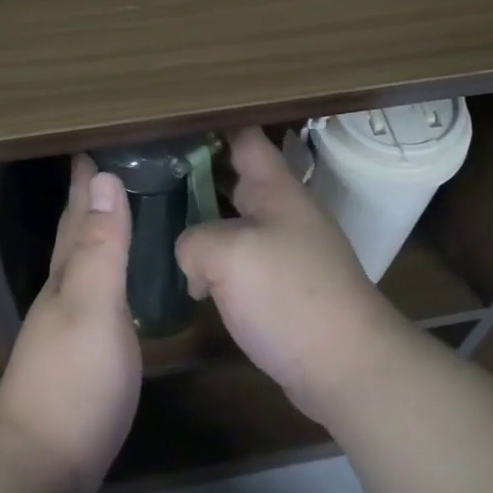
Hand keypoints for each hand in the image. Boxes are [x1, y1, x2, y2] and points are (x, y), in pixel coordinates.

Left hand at [0, 155, 140, 492]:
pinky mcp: (84, 354)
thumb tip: (104, 178)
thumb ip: (101, 246)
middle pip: (74, 235)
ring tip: (117, 211)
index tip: (93, 145)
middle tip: (106, 167)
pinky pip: (99, 293)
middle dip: (88, 200)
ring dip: (98, 233)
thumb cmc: (73, 378)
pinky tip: (120, 281)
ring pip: (85, 263)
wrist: (42, 461)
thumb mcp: (93, 304)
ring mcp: (71, 325)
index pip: (77, 214)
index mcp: (67, 274)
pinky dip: (109, 273)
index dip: (85, 181)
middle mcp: (64, 292)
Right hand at [176, 127, 409, 423]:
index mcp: (276, 189)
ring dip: (201, 223)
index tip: (167, 128)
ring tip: (155, 224)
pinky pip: (240, 261)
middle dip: (193, 176)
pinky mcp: (281, 287)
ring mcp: (284, 251)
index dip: (209, 126)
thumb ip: (194, 240)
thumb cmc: (289, 296)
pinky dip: (214, 263)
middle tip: (146, 178)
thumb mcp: (228, 255)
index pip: (244, 137)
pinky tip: (187, 277)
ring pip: (234, 222)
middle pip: (234, 179)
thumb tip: (192, 259)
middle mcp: (283, 212)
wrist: (345, 366)